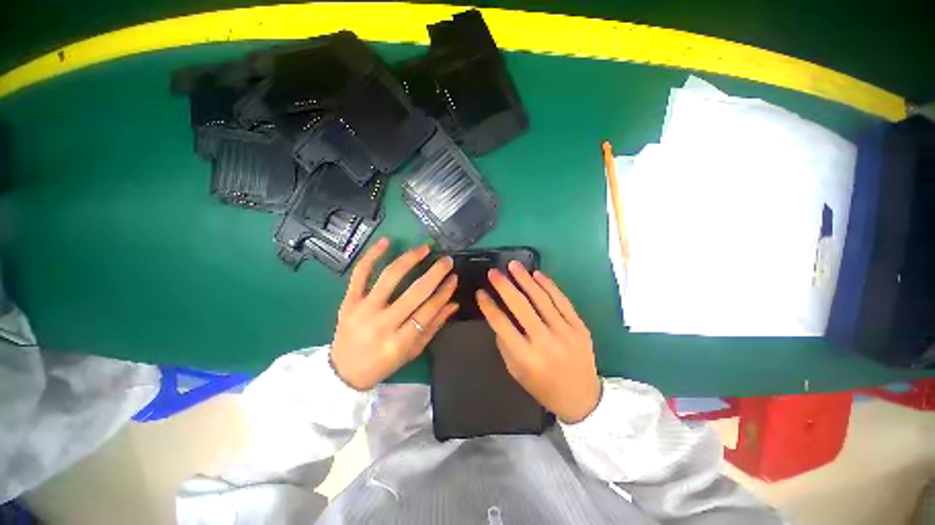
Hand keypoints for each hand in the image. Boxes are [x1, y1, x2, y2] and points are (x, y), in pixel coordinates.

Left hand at [330, 238, 458, 389]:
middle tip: (447, 260)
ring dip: (410, 259)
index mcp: (401, 341)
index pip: (429, 310)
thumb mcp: (412, 351)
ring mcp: (363, 310)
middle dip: (435, 273)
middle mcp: (383, 324)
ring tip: (424, 249)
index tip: (454, 277)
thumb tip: (453, 304)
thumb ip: (433, 327)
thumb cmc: (382, 364)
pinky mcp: (348, 301)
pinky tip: (386, 242)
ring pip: (390, 278)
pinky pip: (360, 274)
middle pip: (415, 292)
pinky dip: (372, 255)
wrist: (343, 372)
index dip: (445, 292)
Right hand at [477, 261, 600, 422]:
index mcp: (526, 356)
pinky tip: (536, 274)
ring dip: (525, 279)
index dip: (488, 306)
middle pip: (520, 306)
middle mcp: (545, 341)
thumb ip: (505, 342)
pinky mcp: (579, 326)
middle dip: (504, 286)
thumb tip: (497, 315)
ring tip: (513, 265)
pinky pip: (562, 300)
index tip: (480, 292)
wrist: (582, 398)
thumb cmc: (542, 386)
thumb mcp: (516, 370)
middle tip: (493, 272)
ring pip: (541, 298)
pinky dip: (548, 285)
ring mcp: (565, 332)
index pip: (501, 324)